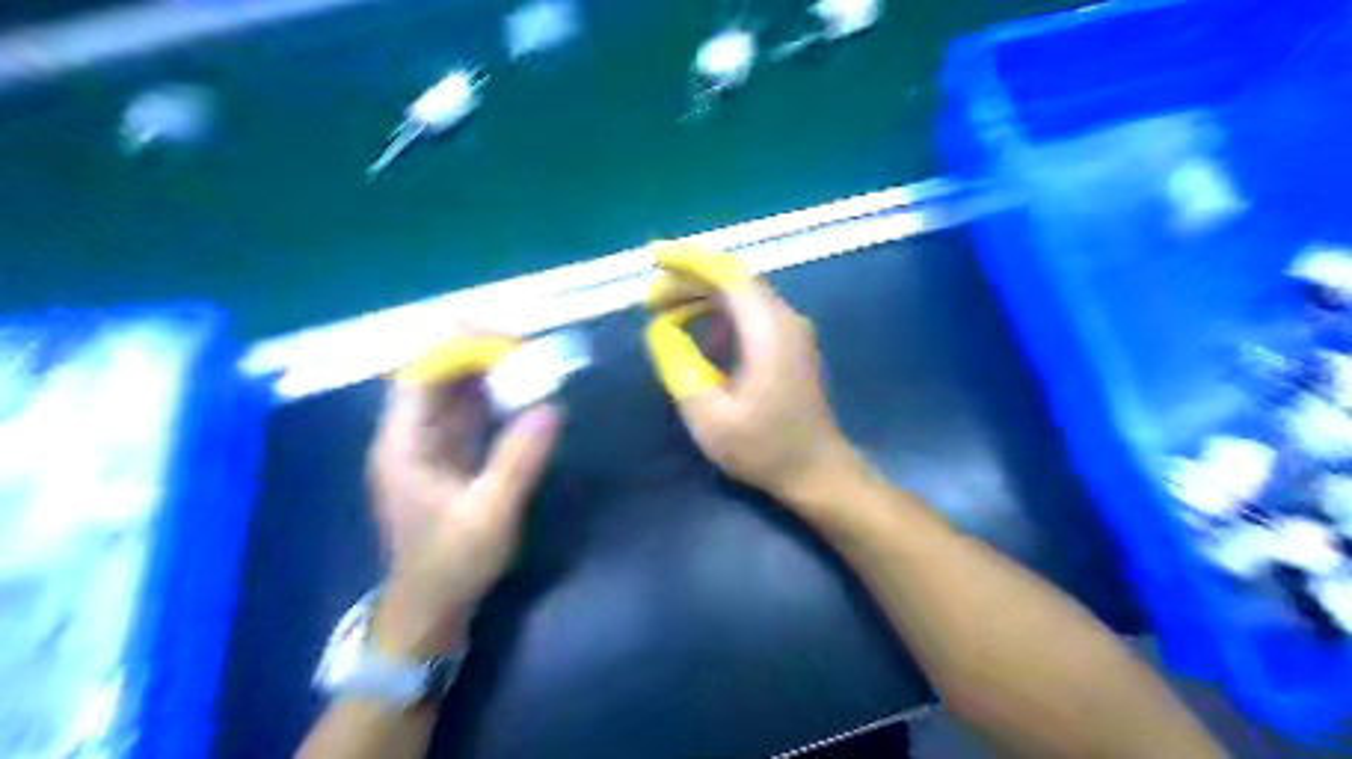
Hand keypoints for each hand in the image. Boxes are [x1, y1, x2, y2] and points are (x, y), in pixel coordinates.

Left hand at [364, 374, 561, 658]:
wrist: (430, 609)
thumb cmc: (451, 564)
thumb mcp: (489, 514)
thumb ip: (519, 460)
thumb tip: (552, 407)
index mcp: (403, 444)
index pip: (421, 375)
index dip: (459, 349)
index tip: (506, 341)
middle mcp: (410, 436)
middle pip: (437, 376)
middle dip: (477, 355)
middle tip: (527, 347)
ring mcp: (429, 446)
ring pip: (454, 393)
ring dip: (488, 374)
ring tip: (529, 360)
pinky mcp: (449, 458)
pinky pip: (469, 414)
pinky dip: (494, 399)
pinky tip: (521, 392)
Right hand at [644, 246, 854, 505]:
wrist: (816, 471)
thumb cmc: (763, 449)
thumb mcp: (708, 414)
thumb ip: (679, 366)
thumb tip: (659, 330)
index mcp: (768, 331)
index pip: (727, 274)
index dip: (687, 260)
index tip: (651, 257)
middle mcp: (784, 319)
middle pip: (733, 280)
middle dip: (687, 281)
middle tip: (648, 300)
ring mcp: (791, 330)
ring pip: (741, 295)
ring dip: (701, 297)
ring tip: (664, 314)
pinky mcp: (789, 344)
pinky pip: (749, 313)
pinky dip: (718, 313)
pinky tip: (698, 335)